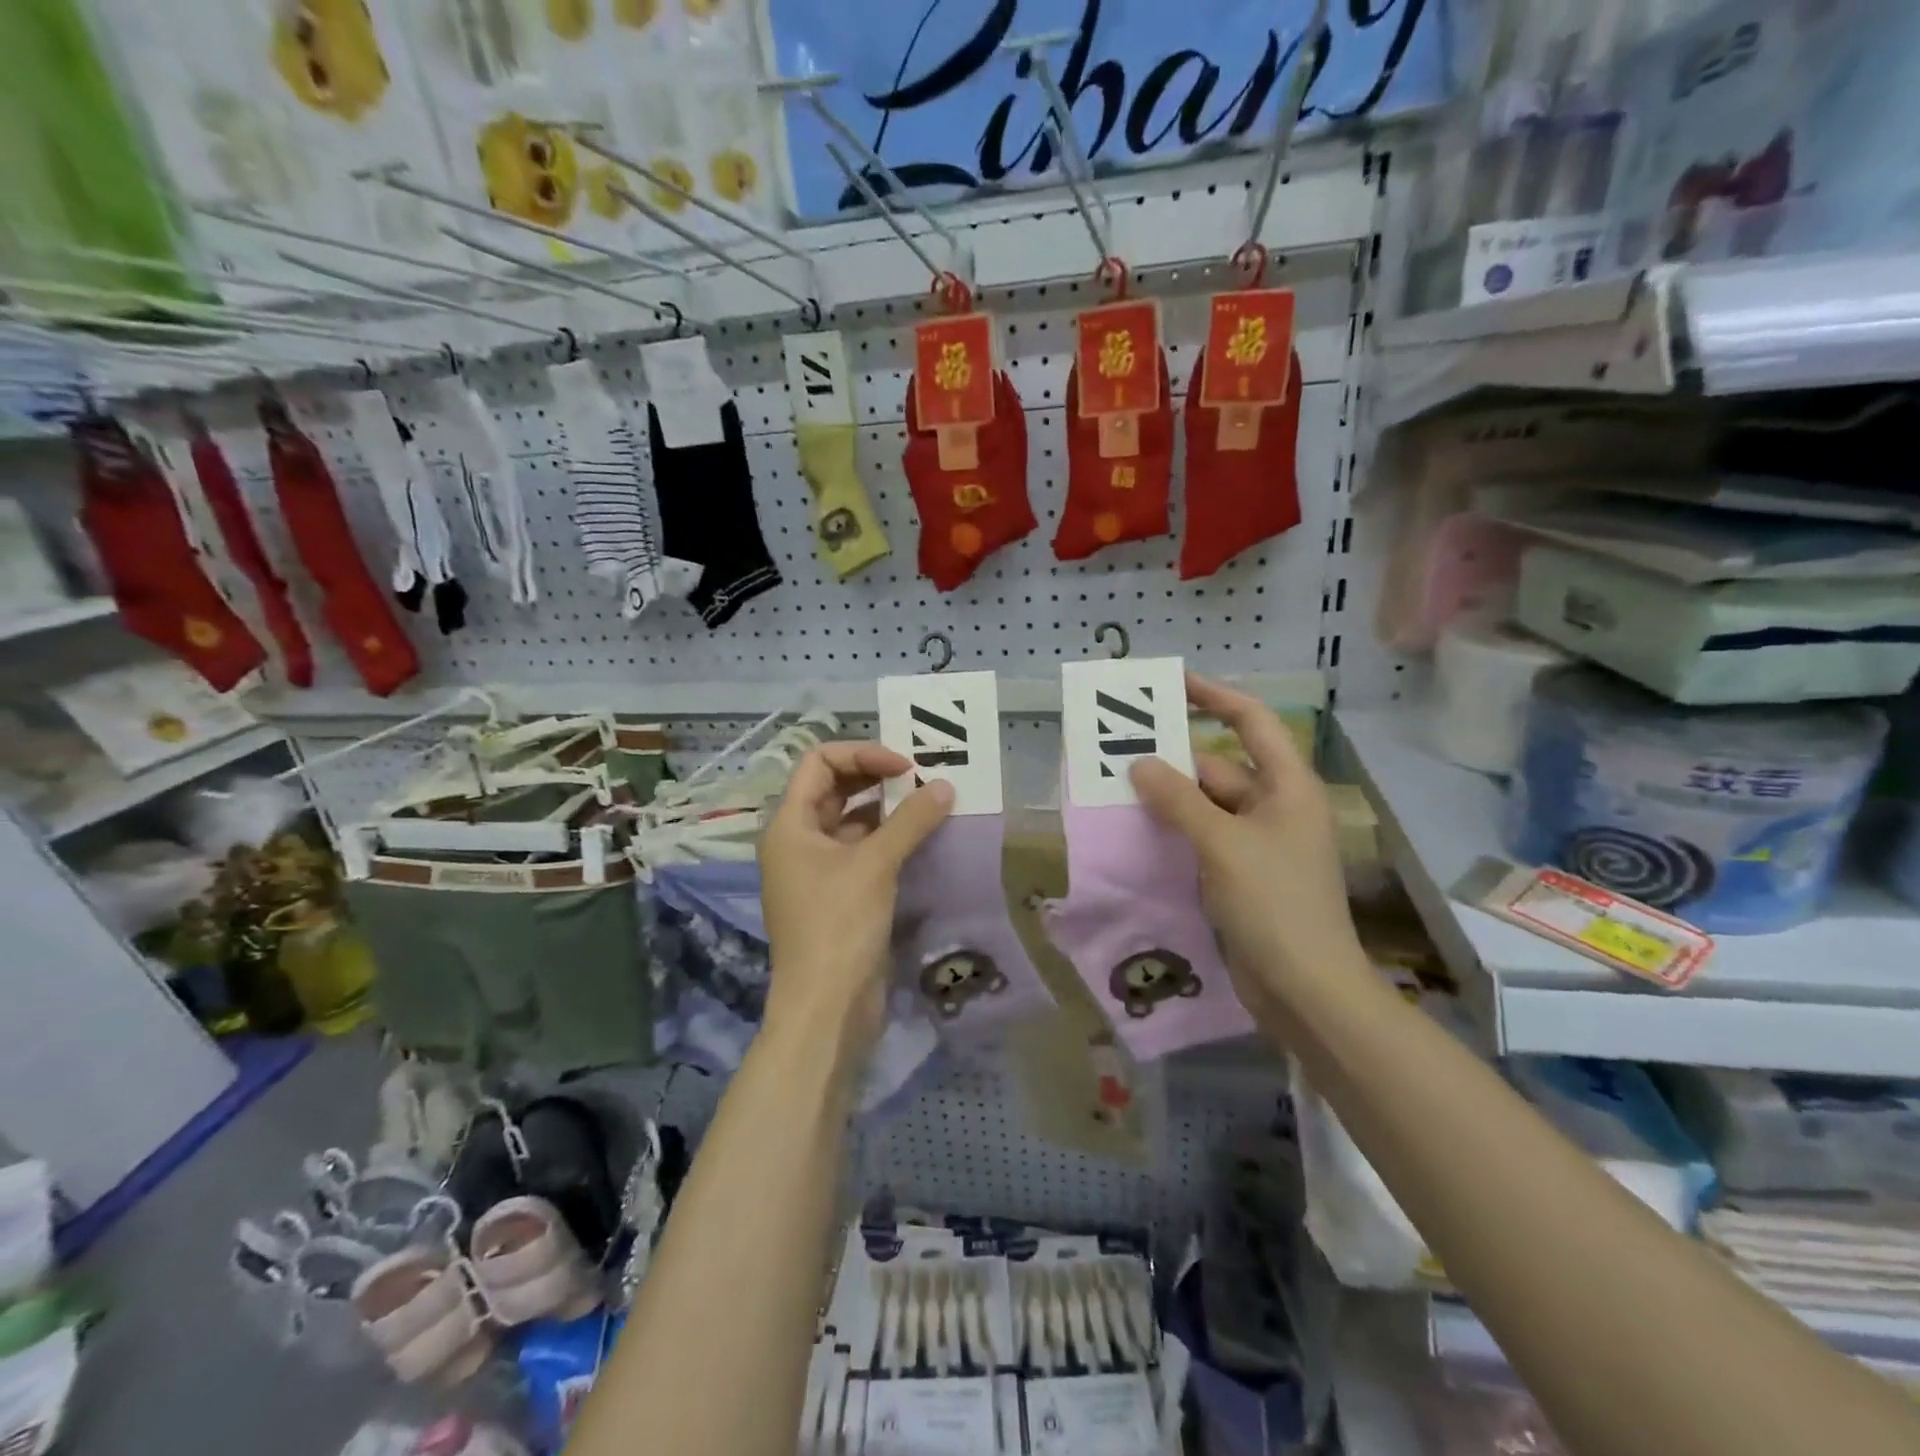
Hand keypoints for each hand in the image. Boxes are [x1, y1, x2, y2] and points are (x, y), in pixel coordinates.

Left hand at [759, 742, 952, 1044]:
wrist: (826, 1006)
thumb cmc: (839, 925)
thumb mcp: (875, 864)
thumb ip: (910, 820)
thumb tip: (945, 786)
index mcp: (790, 825)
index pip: (819, 763)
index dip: (862, 754)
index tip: (905, 766)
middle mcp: (798, 841)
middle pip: (834, 788)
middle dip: (876, 777)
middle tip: (921, 778)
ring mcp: (817, 869)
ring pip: (851, 820)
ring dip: (887, 808)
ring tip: (928, 802)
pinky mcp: (838, 894)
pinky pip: (862, 850)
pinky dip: (889, 839)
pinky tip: (921, 837)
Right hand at [1130, 675, 1363, 1005]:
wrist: (1306, 989)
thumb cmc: (1274, 904)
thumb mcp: (1222, 844)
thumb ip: (1179, 800)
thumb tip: (1139, 765)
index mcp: (1288, 787)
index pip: (1252, 722)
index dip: (1214, 697)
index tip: (1171, 685)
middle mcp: (1276, 807)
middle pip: (1219, 767)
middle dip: (1173, 762)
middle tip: (1119, 756)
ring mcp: (1260, 844)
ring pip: (1206, 806)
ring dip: (1169, 800)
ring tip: (1117, 792)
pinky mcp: (1243, 875)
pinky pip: (1203, 838)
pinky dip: (1175, 832)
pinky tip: (1139, 833)